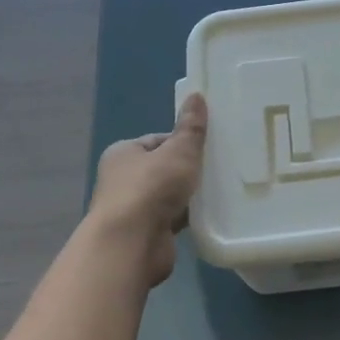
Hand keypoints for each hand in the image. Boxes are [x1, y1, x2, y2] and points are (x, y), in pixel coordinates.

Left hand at [88, 95, 208, 285]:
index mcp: (123, 153)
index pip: (157, 141)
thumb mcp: (178, 151)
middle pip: (162, 169)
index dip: (182, 142)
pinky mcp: (143, 235)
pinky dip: (185, 218)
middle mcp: (121, 180)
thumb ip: (190, 128)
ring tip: (217, 192)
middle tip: (217, 169)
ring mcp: (131, 210)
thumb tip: (196, 95)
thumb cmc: (151, 188)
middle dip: (187, 171)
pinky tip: (207, 216)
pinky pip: (170, 220)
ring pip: (167, 196)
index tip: (207, 147)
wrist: (131, 245)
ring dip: (187, 196)